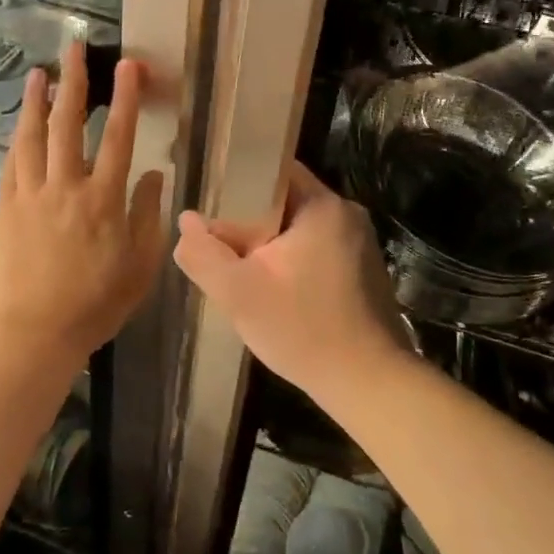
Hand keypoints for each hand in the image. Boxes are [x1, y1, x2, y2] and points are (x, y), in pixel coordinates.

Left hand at [0, 43, 166, 362]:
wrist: (32, 334)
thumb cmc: (95, 305)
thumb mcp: (140, 267)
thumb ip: (149, 216)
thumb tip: (154, 174)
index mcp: (104, 200)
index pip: (119, 137)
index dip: (125, 98)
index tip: (127, 65)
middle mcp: (66, 187)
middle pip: (70, 124)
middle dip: (74, 82)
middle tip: (74, 48)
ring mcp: (31, 195)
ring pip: (34, 137)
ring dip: (37, 101)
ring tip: (40, 72)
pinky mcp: (6, 208)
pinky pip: (12, 163)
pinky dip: (18, 138)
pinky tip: (20, 124)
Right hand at [173, 163, 415, 401]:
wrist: (367, 383)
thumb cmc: (302, 329)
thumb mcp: (238, 293)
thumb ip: (204, 254)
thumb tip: (185, 221)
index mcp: (323, 205)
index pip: (274, 170)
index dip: (238, 183)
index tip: (212, 206)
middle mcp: (347, 214)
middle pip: (285, 202)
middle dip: (250, 222)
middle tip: (220, 246)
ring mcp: (360, 243)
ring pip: (299, 230)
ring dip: (270, 245)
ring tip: (241, 269)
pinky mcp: (364, 271)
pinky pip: (317, 251)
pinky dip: (293, 262)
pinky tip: (275, 290)